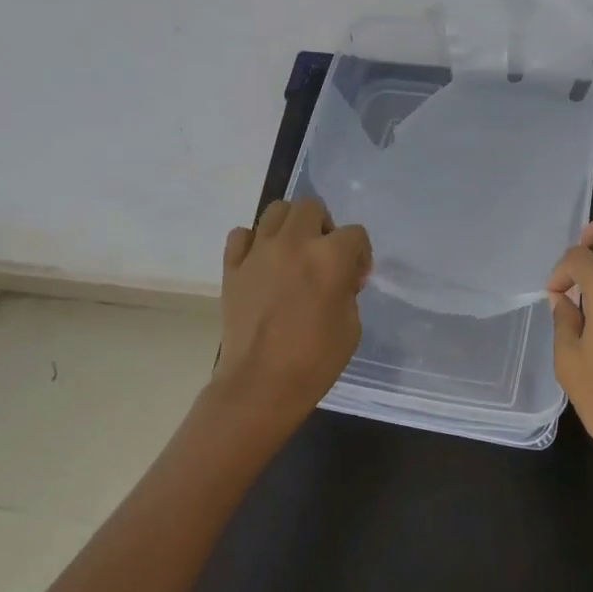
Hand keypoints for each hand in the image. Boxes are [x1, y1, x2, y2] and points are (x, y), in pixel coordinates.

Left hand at [209, 197, 371, 436]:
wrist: (260, 385)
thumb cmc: (314, 361)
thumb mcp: (351, 325)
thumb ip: (347, 290)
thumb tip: (338, 279)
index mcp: (330, 258)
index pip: (355, 233)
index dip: (360, 254)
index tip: (354, 279)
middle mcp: (294, 244)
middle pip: (311, 206)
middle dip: (324, 227)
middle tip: (323, 255)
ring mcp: (258, 252)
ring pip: (276, 211)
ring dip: (290, 226)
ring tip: (293, 253)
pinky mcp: (232, 267)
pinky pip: (242, 235)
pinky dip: (254, 242)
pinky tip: (261, 263)